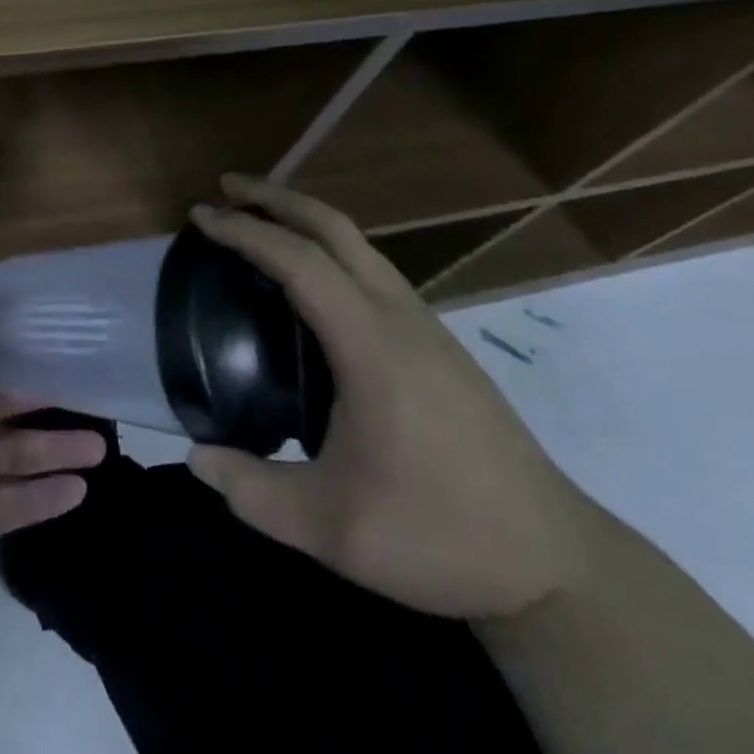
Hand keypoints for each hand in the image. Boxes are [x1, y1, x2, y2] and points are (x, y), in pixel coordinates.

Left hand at [0, 281, 106, 626]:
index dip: (14, 342)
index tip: (57, 331)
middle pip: (4, 404)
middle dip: (45, 397)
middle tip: (94, 390)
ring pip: (17, 453)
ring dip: (55, 448)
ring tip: (104, 446)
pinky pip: (15, 500)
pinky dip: (45, 496)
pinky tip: (82, 491)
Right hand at [186, 175, 591, 619]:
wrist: (557, 565)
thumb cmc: (439, 535)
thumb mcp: (331, 530)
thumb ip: (252, 492)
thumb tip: (196, 458)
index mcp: (371, 345)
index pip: (298, 260)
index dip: (244, 231)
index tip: (200, 216)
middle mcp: (400, 317)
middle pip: (334, 228)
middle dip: (276, 197)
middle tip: (226, 187)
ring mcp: (427, 326)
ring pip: (359, 244)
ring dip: (305, 220)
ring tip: (260, 224)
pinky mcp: (440, 344)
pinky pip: (373, 270)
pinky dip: (330, 249)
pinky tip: (311, 284)